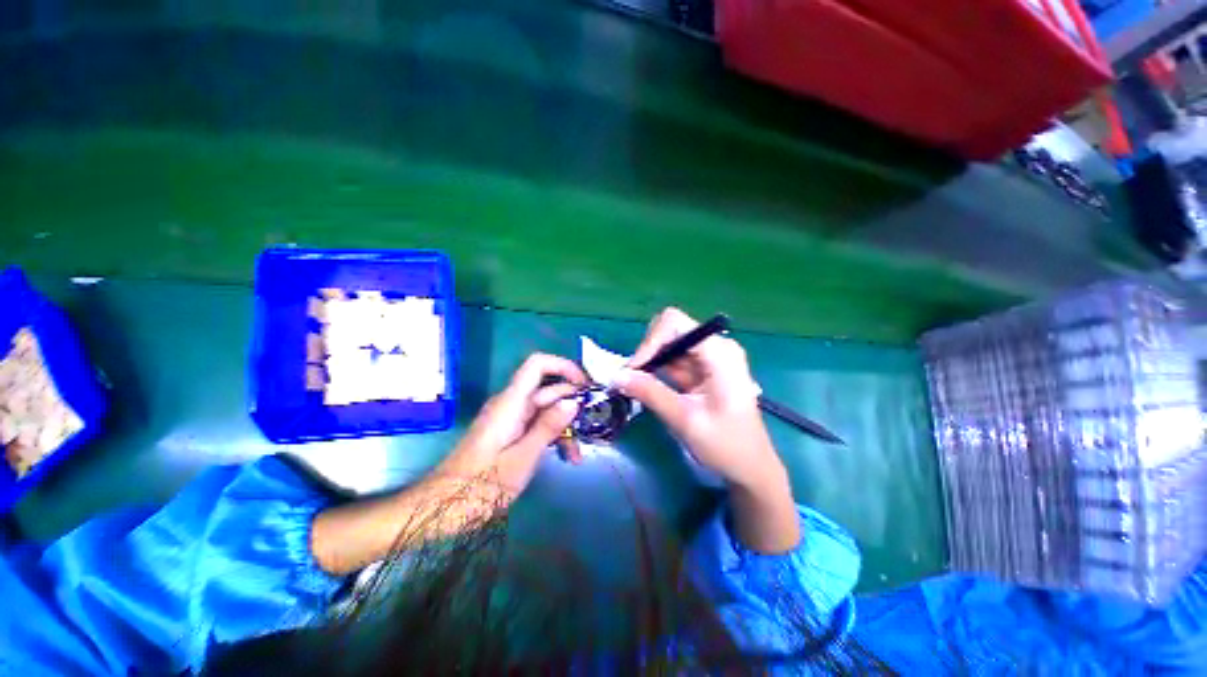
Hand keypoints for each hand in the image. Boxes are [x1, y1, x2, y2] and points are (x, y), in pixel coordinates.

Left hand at [438, 353, 585, 494]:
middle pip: (547, 390)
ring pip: (546, 409)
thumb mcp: (521, 459)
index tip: (585, 385)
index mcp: (511, 403)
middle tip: (592, 425)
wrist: (440, 508)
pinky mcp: (510, 432)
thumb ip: (547, 427)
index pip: (537, 365)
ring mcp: (511, 419)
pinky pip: (537, 425)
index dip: (564, 366)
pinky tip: (566, 457)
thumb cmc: (479, 486)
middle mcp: (511, 404)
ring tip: (578, 454)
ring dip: (565, 425)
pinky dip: (552, 436)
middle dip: (572, 404)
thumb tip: (573, 401)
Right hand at [614, 308, 799, 552]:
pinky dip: (657, 370)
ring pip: (668, 345)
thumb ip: (650, 393)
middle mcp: (715, 347)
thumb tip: (617, 376)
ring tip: (635, 384)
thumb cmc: (726, 445)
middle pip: (670, 330)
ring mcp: (710, 357)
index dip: (650, 341)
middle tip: (633, 378)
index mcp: (719, 352)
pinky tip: (647, 386)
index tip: (634, 369)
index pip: (675, 324)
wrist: (751, 468)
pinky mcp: (703, 369)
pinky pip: (673, 360)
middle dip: (648, 351)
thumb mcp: (685, 419)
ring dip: (650, 362)